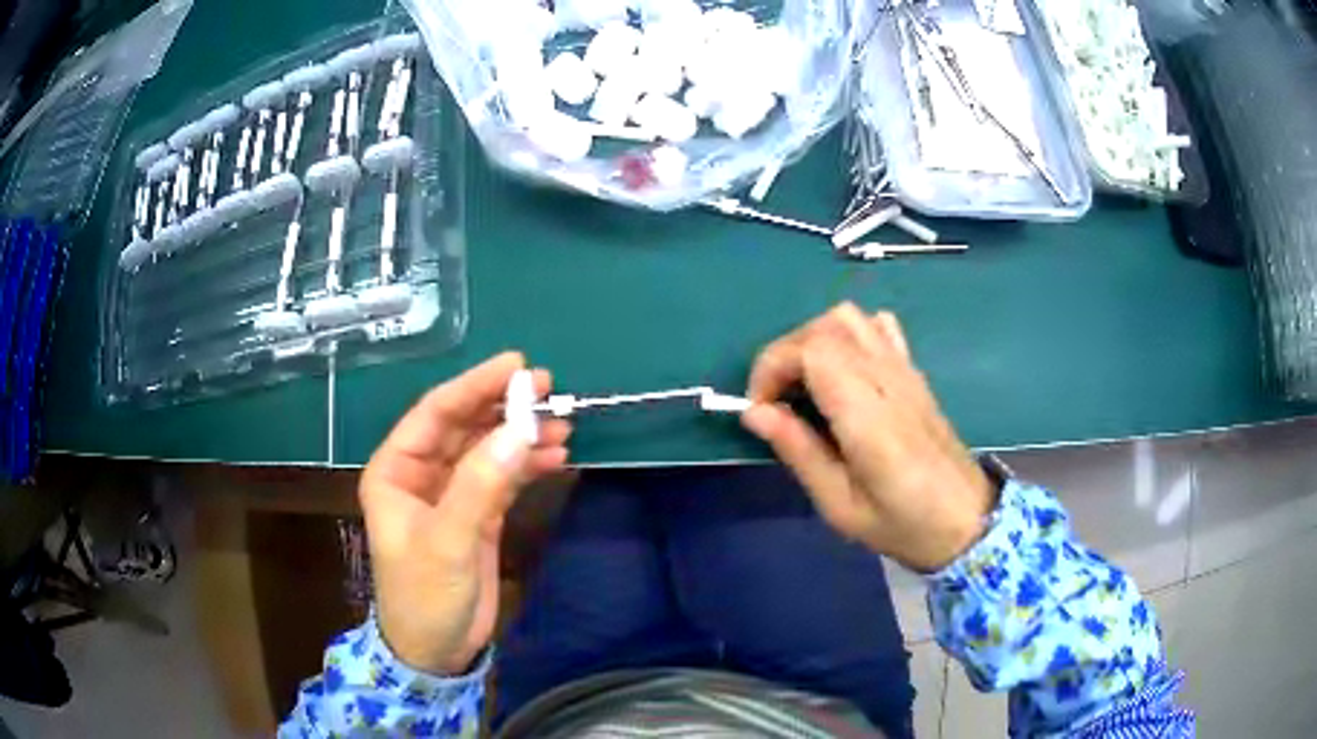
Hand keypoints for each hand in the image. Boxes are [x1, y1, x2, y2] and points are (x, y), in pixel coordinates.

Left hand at [360, 353, 570, 673]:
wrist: (438, 650)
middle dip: (504, 407)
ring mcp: (452, 494)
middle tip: (547, 389)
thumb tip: (521, 430)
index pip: (435, 414)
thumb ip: (480, 485)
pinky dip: (528, 465)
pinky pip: (504, 477)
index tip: (516, 366)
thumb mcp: (447, 540)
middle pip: (465, 426)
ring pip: (488, 449)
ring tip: (562, 424)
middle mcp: (422, 474)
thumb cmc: (424, 595)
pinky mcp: (478, 515)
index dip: (474, 386)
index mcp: (396, 470)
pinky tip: (556, 456)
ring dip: (522, 436)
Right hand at [742, 304, 996, 572]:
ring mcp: (905, 370)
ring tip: (804, 385)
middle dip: (785, 354)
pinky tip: (843, 371)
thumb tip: (754, 412)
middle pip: (825, 327)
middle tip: (776, 402)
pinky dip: (848, 335)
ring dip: (814, 340)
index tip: (761, 409)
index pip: (812, 350)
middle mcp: (887, 380)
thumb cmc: (903, 524)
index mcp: (868, 416)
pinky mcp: (914, 372)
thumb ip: (799, 452)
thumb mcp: (840, 506)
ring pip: (850, 318)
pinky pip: (878, 328)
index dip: (773, 367)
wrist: (966, 520)